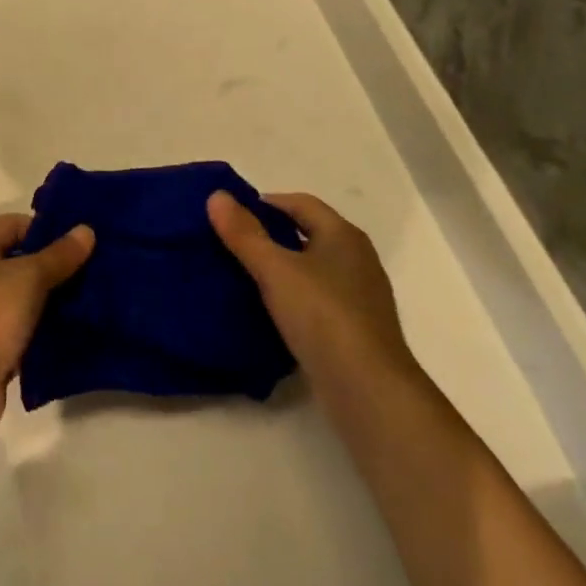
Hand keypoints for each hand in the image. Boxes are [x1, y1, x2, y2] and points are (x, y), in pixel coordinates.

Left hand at [0, 213, 93, 440]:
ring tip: (93, 301)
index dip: (48, 229)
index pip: (14, 225)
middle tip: (96, 270)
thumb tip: (86, 229)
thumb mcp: (28, 276)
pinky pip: (22, 333)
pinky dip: (43, 333)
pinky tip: (75, 334)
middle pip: (19, 262)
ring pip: (23, 300)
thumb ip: (59, 254)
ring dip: (52, 302)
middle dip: (55, 267)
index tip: (83, 240)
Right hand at [208, 191, 416, 401]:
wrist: (368, 390)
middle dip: (271, 236)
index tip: (231, 216)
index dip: (265, 203)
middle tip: (231, 245)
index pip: (300, 203)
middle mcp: (357, 259)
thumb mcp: (275, 270)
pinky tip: (270, 314)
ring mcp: (360, 296)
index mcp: (343, 235)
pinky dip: (293, 299)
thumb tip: (217, 196)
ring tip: (243, 278)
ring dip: (281, 269)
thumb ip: (245, 234)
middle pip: (308, 234)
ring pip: (312, 269)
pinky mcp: (355, 330)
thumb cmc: (323, 316)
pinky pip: (317, 301)